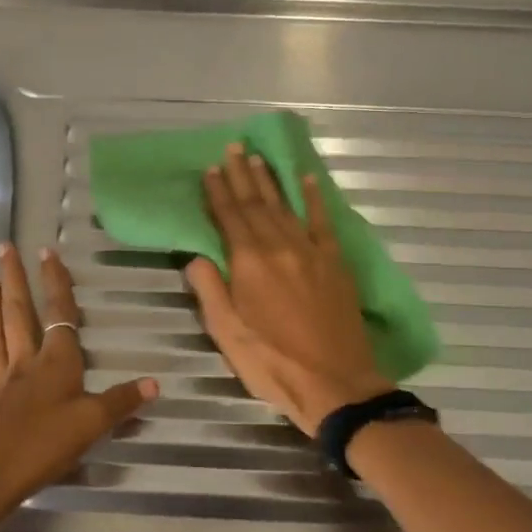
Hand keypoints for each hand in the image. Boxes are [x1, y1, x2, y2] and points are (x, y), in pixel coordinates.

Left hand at [0, 243, 156, 531]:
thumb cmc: (44, 445)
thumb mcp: (92, 424)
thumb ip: (122, 402)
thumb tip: (156, 382)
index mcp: (55, 361)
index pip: (58, 312)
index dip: (54, 281)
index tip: (46, 251)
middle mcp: (23, 362)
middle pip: (16, 312)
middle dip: (11, 278)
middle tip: (2, 248)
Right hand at [185, 142, 392, 437]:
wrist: (336, 384)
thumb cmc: (272, 363)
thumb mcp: (227, 334)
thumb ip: (210, 290)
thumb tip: (195, 256)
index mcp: (249, 264)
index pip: (229, 218)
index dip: (218, 192)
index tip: (209, 169)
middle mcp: (279, 247)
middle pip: (257, 203)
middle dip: (242, 175)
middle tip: (233, 148)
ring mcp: (311, 252)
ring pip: (285, 206)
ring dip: (270, 180)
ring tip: (258, 158)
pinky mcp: (335, 263)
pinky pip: (323, 222)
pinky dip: (314, 199)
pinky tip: (307, 180)